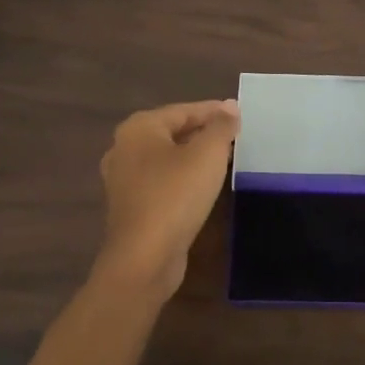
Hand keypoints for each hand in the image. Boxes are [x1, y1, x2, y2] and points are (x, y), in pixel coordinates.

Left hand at [96, 99, 239, 298]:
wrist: (144, 258)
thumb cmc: (176, 196)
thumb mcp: (208, 155)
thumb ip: (221, 127)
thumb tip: (231, 106)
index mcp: (139, 128)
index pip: (183, 110)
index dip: (214, 111)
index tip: (240, 115)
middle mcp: (124, 148)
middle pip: (172, 132)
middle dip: (204, 133)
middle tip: (236, 136)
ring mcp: (123, 179)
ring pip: (167, 158)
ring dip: (194, 156)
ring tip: (225, 159)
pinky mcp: (130, 206)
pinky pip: (162, 181)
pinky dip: (183, 177)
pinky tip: (204, 185)